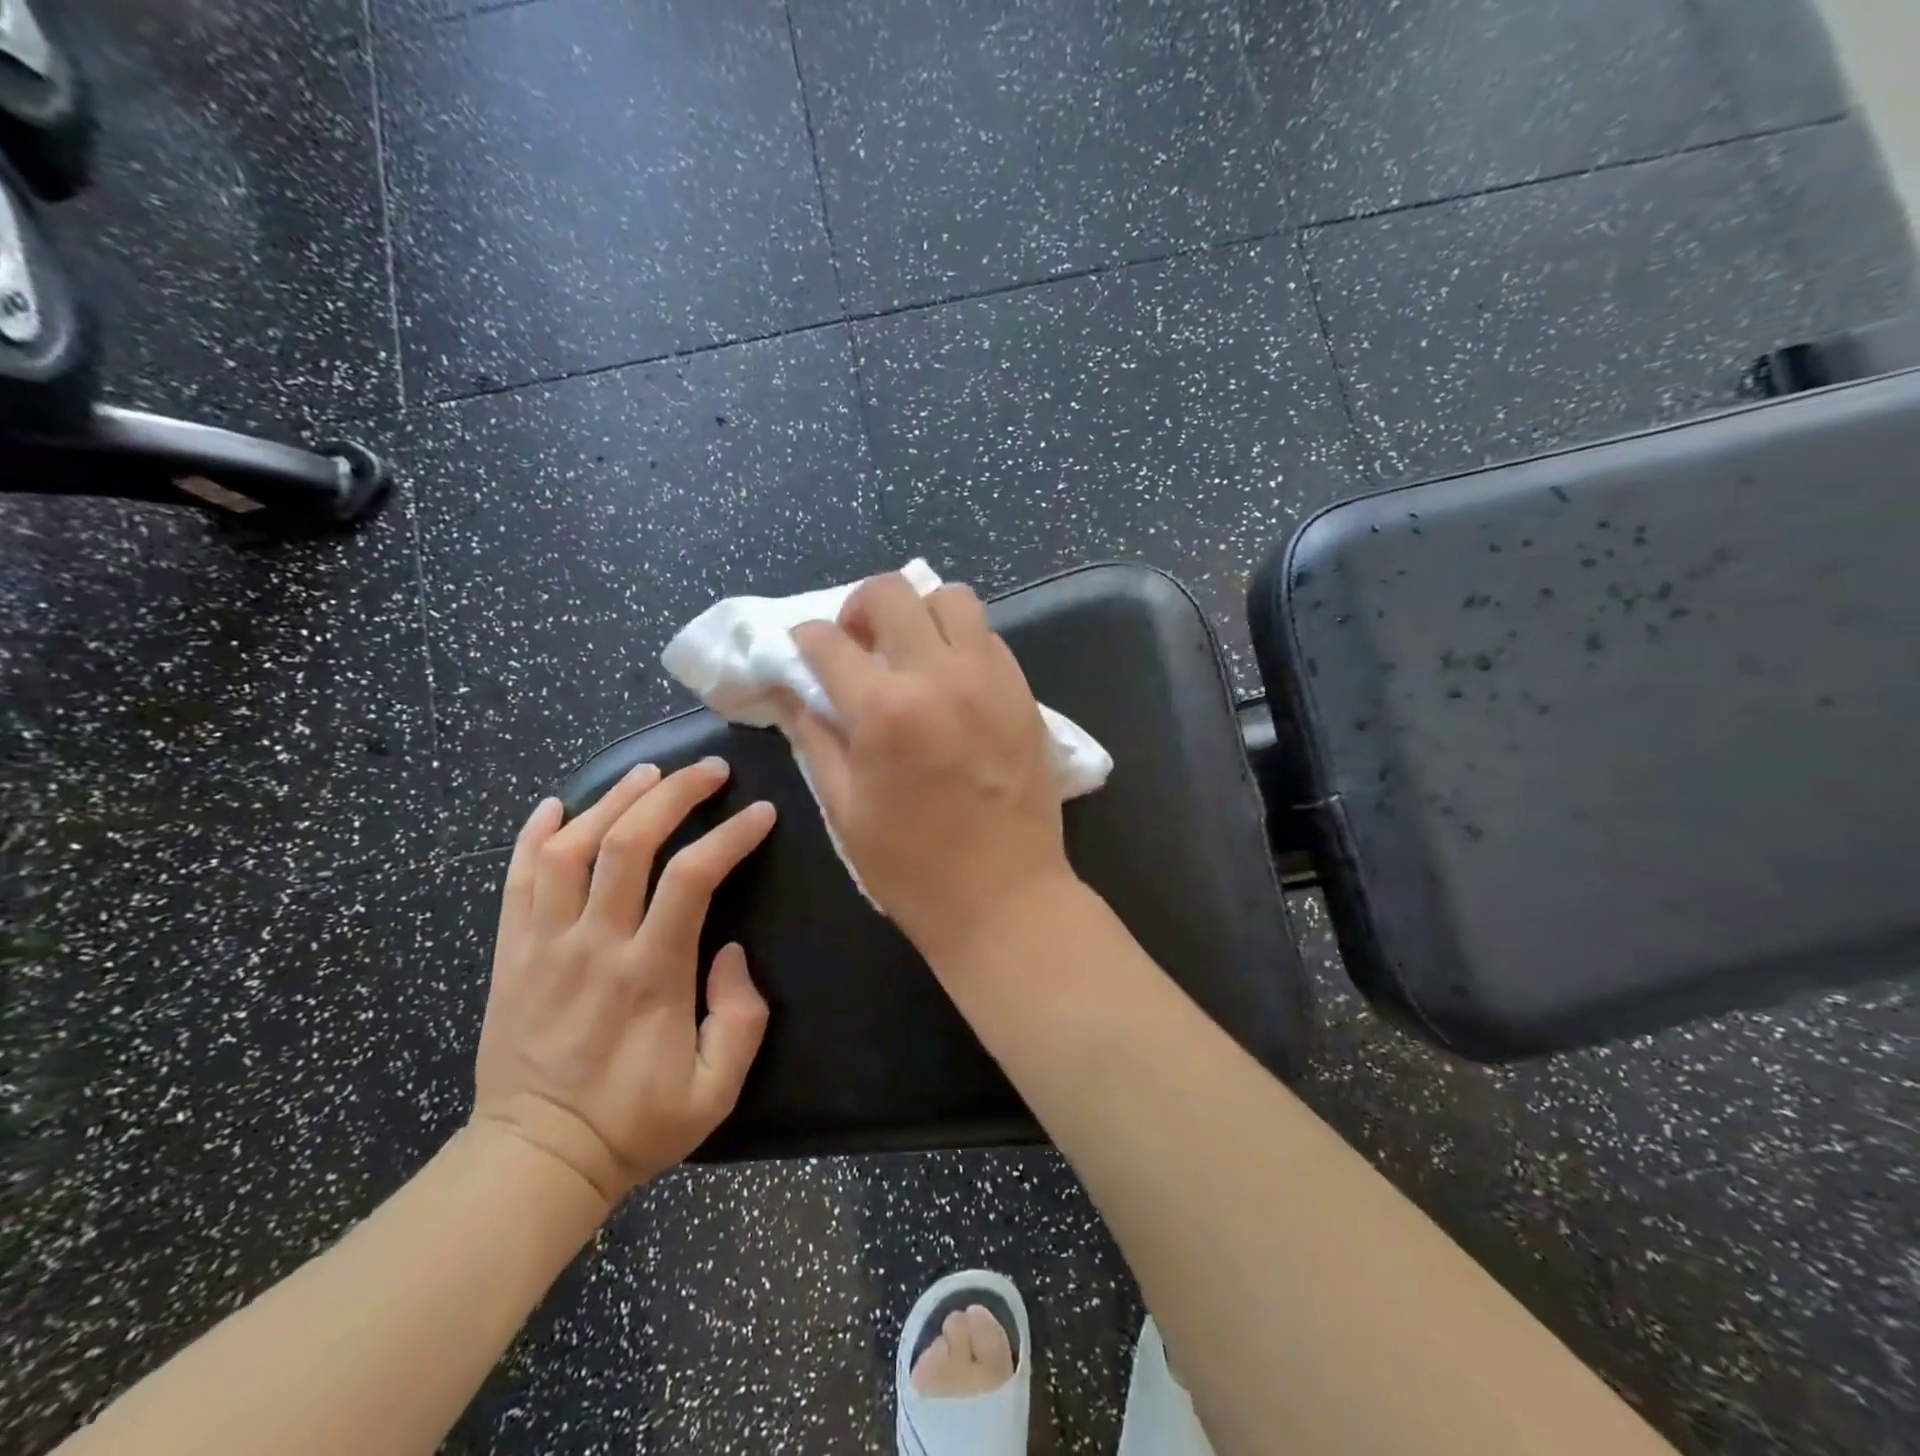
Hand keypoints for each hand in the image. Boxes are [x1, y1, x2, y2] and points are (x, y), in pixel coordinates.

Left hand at [472, 759, 775, 1203]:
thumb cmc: (635, 1123)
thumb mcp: (716, 1090)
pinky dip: (534, 834)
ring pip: (570, 848)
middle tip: (709, 770)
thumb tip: (732, 952)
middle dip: (673, 794)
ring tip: (647, 774)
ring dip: (611, 800)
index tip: (761, 812)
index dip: (731, 835)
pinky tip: (558, 806)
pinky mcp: (510, 954)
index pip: (692, 877)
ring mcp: (544, 945)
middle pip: (629, 843)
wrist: (536, 1159)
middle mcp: (594, 945)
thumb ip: (741, 1018)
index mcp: (650, 973)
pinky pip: (516, 879)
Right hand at [783, 572, 1076, 960]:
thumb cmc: (912, 867)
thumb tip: (794, 693)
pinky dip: (961, 640)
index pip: (829, 641)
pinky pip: (988, 636)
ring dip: (920, 613)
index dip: (804, 639)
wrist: (1005, 897)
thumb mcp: (844, 809)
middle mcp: (939, 677)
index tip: (803, 650)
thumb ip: (815, 738)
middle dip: (859, 607)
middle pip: (892, 592)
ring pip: (952, 598)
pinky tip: (951, 679)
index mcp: (884, 710)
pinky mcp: (1023, 693)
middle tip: (857, 644)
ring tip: (910, 652)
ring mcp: (990, 679)